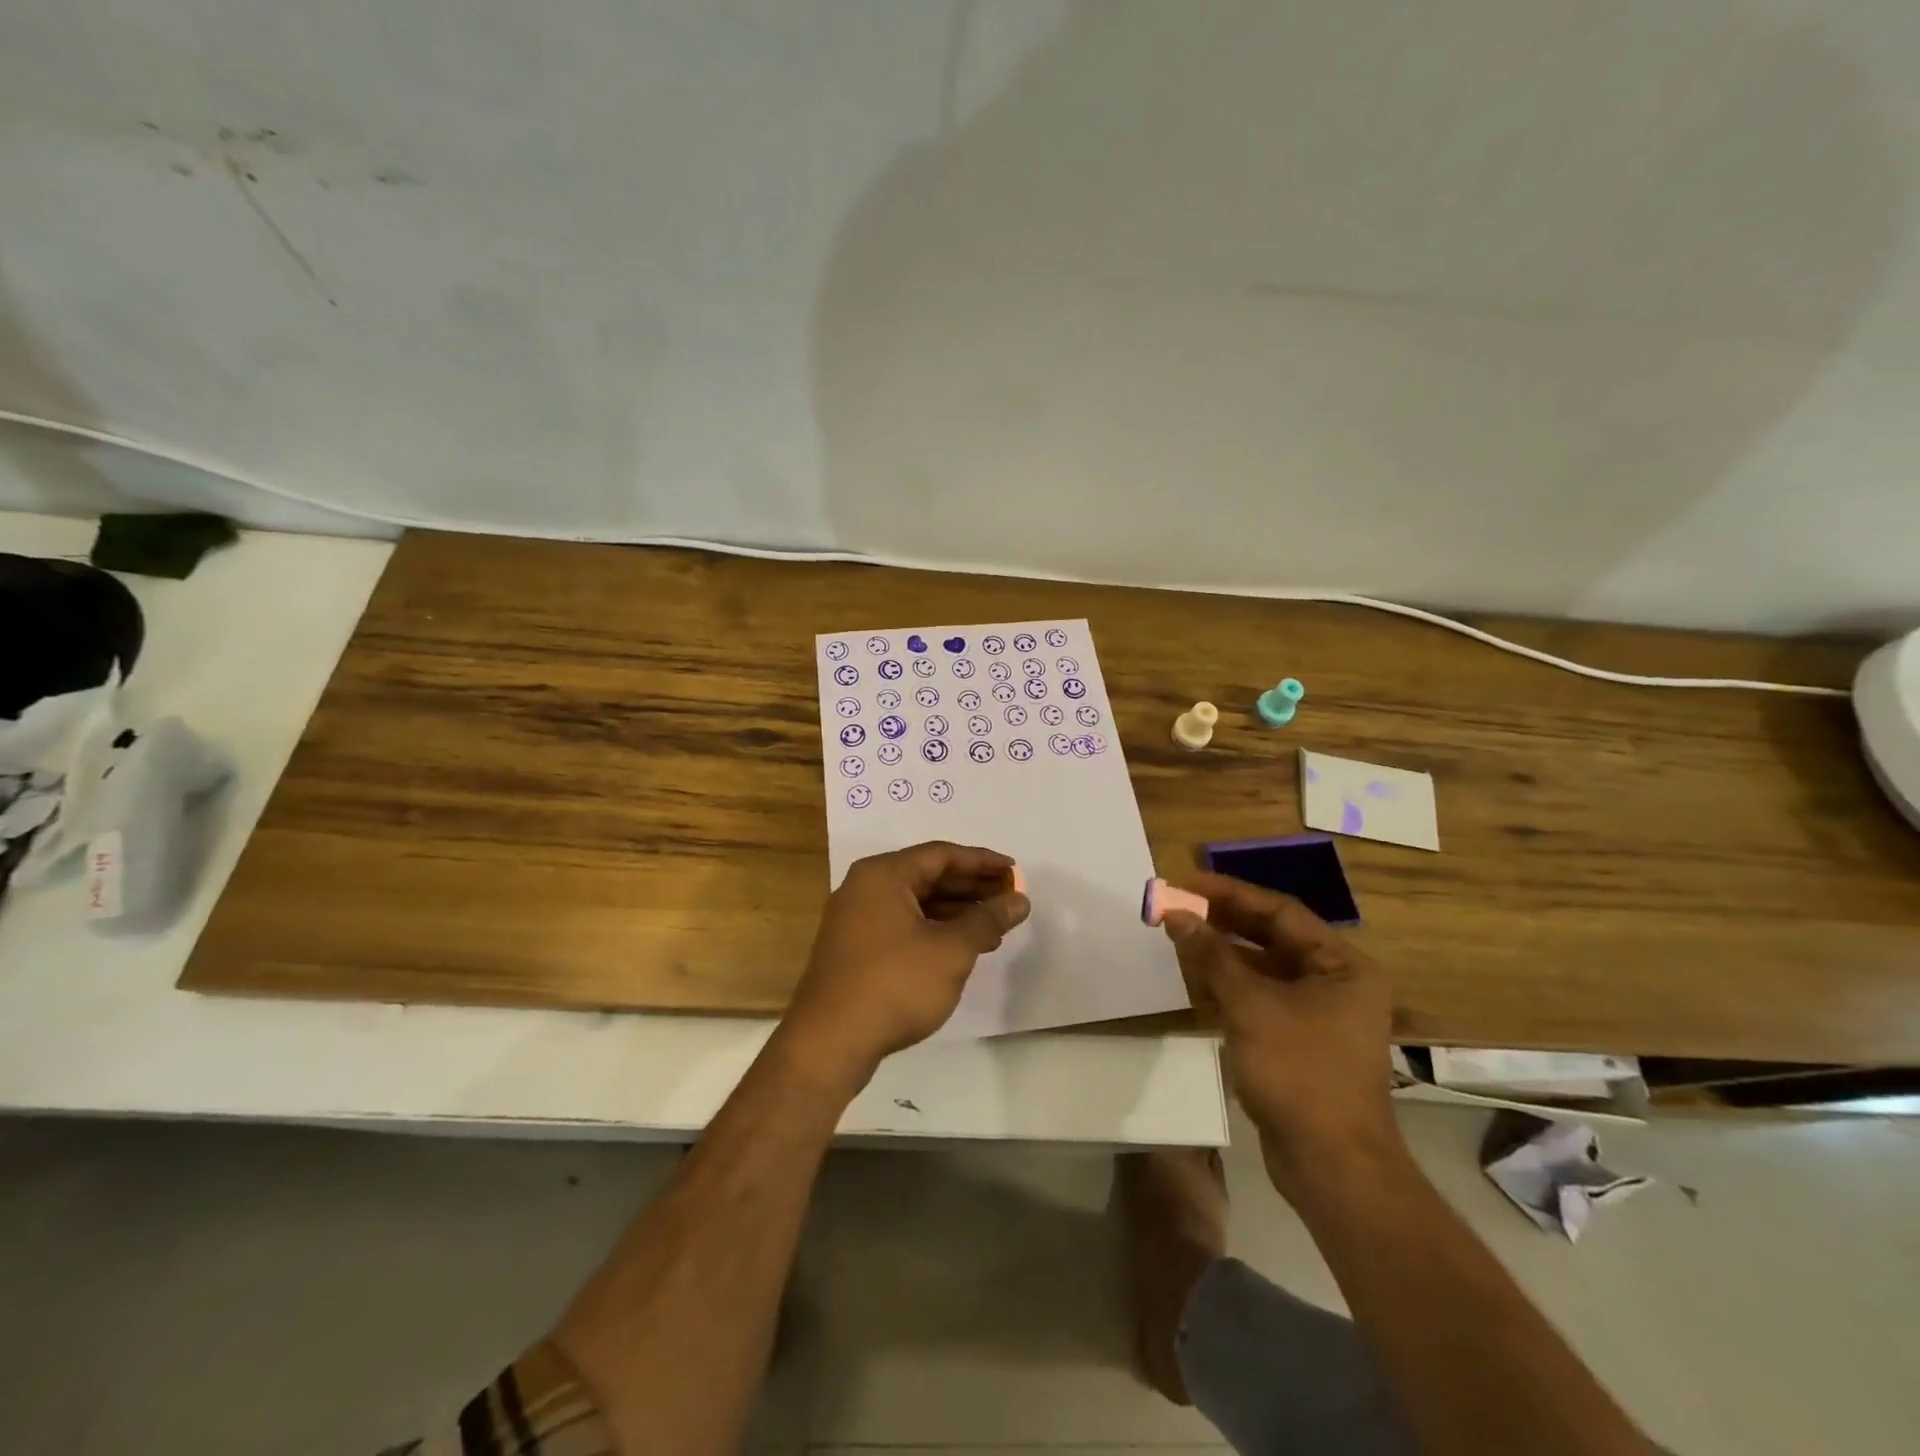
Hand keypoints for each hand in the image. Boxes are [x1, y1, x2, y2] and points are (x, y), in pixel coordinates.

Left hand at [777, 841, 1029, 1092]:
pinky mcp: (855, 949)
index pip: (941, 855)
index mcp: (883, 875)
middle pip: (928, 876)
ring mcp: (856, 920)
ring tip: (996, 928)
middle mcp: (865, 888)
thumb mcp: (951, 950)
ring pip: (916, 904)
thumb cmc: (895, 984)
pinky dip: (935, 931)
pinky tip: (962, 948)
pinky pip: (903, 925)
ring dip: (956, 912)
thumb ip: (987, 919)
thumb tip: (1019, 900)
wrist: (829, 1043)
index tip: (1015, 873)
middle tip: (1010, 898)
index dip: (982, 862)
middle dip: (972, 887)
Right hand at [1161, 873, 1404, 1198]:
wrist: (1332, 1165)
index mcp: (1342, 965)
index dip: (1231, 894)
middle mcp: (1336, 982)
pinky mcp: (1299, 1041)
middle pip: (1272, 937)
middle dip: (1224, 922)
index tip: (1187, 884)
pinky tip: (1196, 978)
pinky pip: (1261, 997)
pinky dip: (1230, 986)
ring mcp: (1319, 1014)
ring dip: (1222, 953)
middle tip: (1177, 908)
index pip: (1281, 912)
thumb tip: (1176, 915)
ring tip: (1179, 937)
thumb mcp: (1250, 1006)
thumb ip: (1212, 956)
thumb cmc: (1299, 1072)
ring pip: (1264, 968)